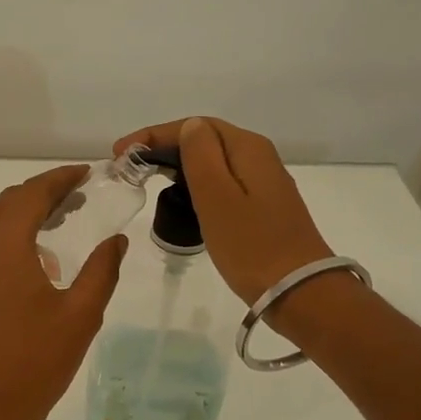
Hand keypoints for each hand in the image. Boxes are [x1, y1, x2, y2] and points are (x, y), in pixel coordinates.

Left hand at [0, 165, 127, 419]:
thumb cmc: (34, 362)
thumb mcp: (80, 315)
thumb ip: (102, 270)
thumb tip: (116, 240)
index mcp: (3, 245)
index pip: (32, 194)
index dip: (61, 178)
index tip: (88, 173)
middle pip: (11, 201)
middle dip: (46, 191)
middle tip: (83, 191)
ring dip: (30, 210)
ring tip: (69, 214)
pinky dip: (18, 233)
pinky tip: (46, 254)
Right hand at [112, 117, 333, 305]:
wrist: (300, 293)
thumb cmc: (252, 246)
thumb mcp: (217, 197)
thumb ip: (200, 156)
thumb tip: (189, 128)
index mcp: (247, 148)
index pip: (195, 126)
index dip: (154, 135)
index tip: (120, 152)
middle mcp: (258, 158)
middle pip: (205, 139)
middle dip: (164, 147)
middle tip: (129, 166)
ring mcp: (263, 184)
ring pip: (213, 161)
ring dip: (178, 164)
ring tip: (147, 178)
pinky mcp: (262, 208)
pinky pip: (222, 182)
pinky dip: (195, 184)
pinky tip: (181, 198)